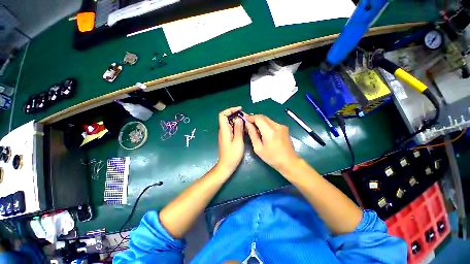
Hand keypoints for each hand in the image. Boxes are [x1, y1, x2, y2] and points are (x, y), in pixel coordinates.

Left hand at [217, 106, 244, 172]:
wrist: (226, 165)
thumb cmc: (232, 155)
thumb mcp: (238, 142)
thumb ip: (238, 129)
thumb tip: (239, 119)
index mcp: (224, 130)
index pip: (222, 115)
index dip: (230, 110)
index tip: (239, 110)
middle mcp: (223, 130)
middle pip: (226, 118)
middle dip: (235, 114)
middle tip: (245, 116)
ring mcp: (225, 134)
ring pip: (230, 123)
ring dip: (237, 120)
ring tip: (246, 121)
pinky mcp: (227, 137)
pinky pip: (231, 128)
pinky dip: (237, 126)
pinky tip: (243, 128)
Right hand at [245, 115, 299, 171]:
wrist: (289, 162)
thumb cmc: (272, 157)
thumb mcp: (258, 148)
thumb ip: (252, 134)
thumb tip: (247, 124)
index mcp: (270, 131)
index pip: (258, 118)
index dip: (250, 117)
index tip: (244, 119)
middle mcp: (277, 126)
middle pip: (263, 117)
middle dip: (254, 119)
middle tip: (247, 123)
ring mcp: (282, 126)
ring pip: (268, 119)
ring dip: (260, 121)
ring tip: (254, 128)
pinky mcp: (284, 128)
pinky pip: (272, 123)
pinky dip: (265, 124)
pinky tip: (262, 131)